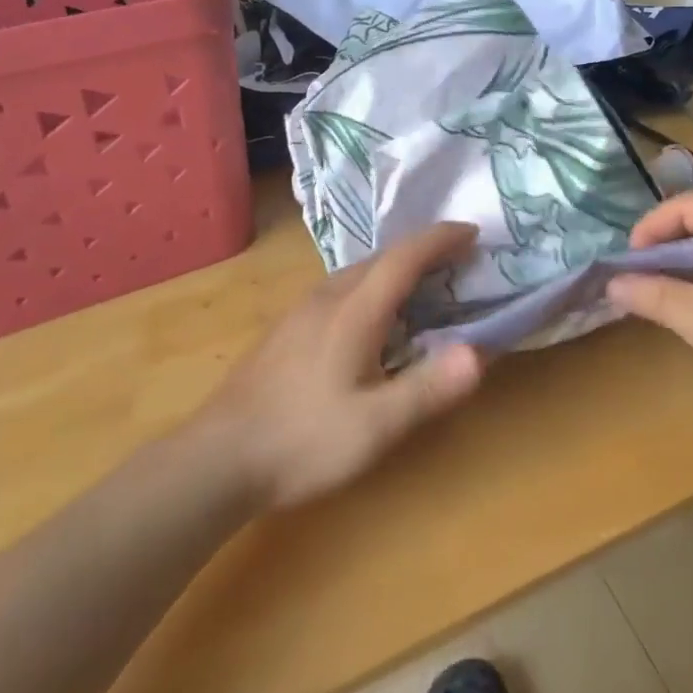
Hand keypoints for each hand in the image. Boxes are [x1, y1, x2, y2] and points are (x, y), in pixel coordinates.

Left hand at [192, 222, 484, 509]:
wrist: (214, 461)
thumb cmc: (303, 441)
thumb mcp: (376, 426)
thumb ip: (429, 388)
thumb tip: (478, 353)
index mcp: (355, 310)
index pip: (405, 256)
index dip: (441, 238)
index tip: (472, 232)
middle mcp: (328, 297)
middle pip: (382, 257)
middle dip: (424, 251)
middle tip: (458, 261)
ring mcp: (301, 311)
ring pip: (359, 273)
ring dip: (397, 268)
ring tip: (423, 286)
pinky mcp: (286, 330)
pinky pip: (342, 289)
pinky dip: (373, 287)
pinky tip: (373, 319)